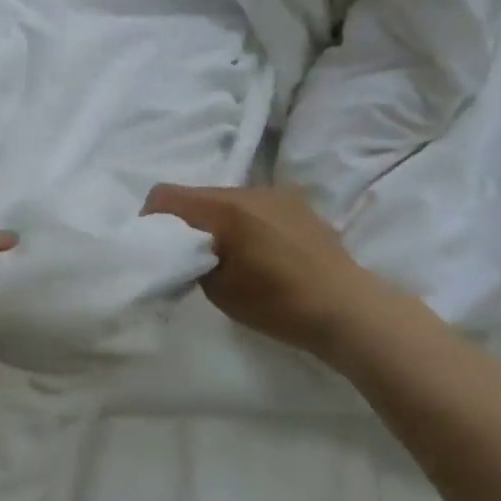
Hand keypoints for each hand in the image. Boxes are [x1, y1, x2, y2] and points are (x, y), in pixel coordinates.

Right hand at [141, 184, 385, 358]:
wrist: (349, 310)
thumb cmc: (279, 305)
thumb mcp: (219, 290)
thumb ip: (193, 260)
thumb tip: (185, 249)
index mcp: (224, 210)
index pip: (167, 195)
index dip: (151, 217)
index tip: (154, 244)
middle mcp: (248, 191)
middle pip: (198, 195)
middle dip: (186, 220)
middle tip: (190, 255)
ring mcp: (276, 194)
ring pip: (228, 199)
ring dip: (218, 220)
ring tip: (230, 254)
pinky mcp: (297, 204)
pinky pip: (255, 205)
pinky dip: (245, 222)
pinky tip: (262, 251)